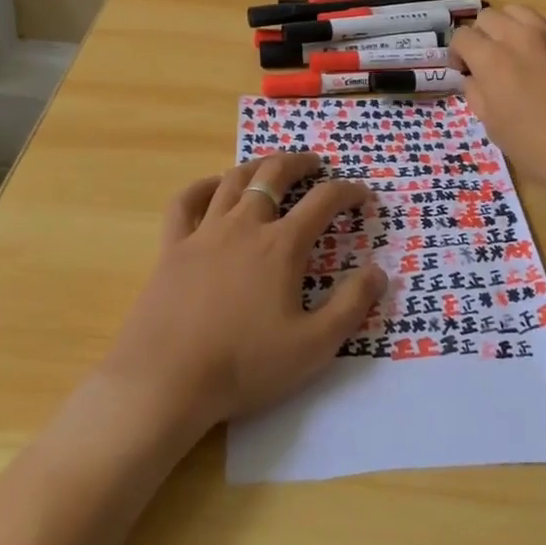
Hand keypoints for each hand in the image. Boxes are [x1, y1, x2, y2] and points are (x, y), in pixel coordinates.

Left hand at [95, 153, 387, 439]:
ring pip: (234, 180)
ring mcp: (205, 232)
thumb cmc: (244, 365)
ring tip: (270, 166)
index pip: (324, 201)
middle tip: (315, 163)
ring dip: (258, 166)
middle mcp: (245, 225)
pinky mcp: (172, 247)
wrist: (166, 381)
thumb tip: (379, 271)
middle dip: (300, 163)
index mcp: (282, 245)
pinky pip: (185, 202)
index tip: (362, 194)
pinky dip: (202, 186)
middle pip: (275, 174)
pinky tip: (212, 186)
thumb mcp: (313, 346)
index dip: (348, 191)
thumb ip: (351, 306)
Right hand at [450, 5, 545, 192]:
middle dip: (481, 36)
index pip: (462, 36)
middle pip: (488, 16)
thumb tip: (473, 77)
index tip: (464, 70)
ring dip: (509, 26)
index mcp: (491, 59)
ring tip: (515, 49)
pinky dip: (538, 29)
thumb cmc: (534, 145)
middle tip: (487, 60)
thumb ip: (475, 92)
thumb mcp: (491, 125)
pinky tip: (542, 50)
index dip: (458, 53)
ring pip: (518, 10)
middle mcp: (518, 36)